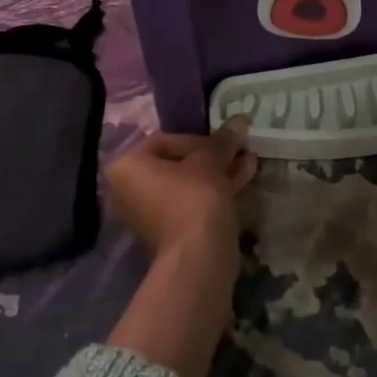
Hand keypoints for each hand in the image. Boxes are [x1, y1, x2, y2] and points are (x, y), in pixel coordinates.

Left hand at [103, 119, 257, 261]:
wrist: (197, 257)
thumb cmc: (194, 196)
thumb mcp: (210, 160)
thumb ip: (223, 139)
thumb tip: (240, 120)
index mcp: (126, 168)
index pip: (165, 141)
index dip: (199, 139)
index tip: (223, 143)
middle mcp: (128, 192)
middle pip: (176, 164)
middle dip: (211, 157)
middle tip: (238, 149)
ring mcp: (147, 216)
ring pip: (187, 186)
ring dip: (217, 173)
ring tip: (250, 162)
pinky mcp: (167, 235)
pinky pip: (189, 204)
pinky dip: (211, 193)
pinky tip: (243, 181)